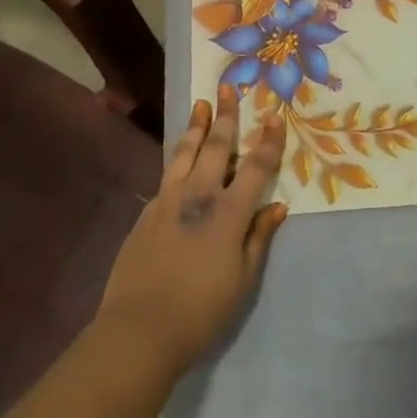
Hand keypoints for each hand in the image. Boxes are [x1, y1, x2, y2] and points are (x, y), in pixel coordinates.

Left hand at [97, 85, 287, 376]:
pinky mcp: (148, 210)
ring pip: (186, 152)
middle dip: (226, 115)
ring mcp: (169, 199)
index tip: (275, 115)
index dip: (269, 140)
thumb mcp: (242, 281)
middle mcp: (199, 195)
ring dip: (197, 126)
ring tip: (202, 104)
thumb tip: (277, 207)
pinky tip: (180, 153)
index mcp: (229, 213)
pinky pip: (168, 172)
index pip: (256, 167)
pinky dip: (178, 155)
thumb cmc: (200, 312)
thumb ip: (259, 239)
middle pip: (217, 146)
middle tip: (228, 87)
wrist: (139, 329)